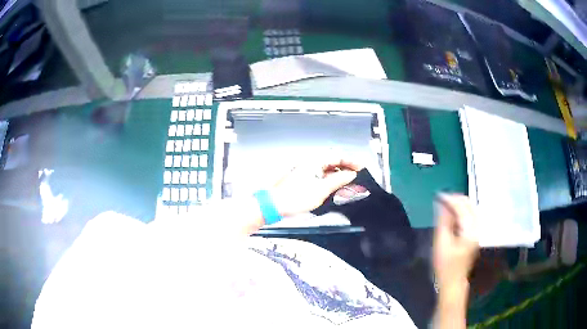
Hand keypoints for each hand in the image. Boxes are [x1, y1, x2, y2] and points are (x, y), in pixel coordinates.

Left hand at [269, 156, 362, 216]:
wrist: (274, 205)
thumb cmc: (293, 198)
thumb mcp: (321, 189)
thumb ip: (338, 180)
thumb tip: (350, 174)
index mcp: (314, 161)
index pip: (337, 156)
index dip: (351, 161)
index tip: (360, 167)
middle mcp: (310, 164)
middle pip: (333, 163)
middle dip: (346, 170)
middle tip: (357, 178)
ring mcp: (306, 172)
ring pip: (328, 171)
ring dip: (339, 177)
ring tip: (349, 186)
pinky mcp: (304, 181)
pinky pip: (321, 178)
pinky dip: (330, 182)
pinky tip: (336, 189)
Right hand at [433, 194, 478, 289]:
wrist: (453, 282)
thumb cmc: (445, 265)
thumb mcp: (441, 243)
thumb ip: (443, 221)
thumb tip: (441, 203)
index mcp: (470, 231)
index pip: (462, 208)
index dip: (450, 200)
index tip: (438, 196)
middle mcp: (477, 228)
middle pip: (469, 205)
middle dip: (456, 199)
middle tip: (441, 199)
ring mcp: (477, 231)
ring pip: (471, 209)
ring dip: (459, 204)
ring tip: (445, 206)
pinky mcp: (475, 234)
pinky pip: (470, 215)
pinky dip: (461, 211)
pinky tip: (452, 215)